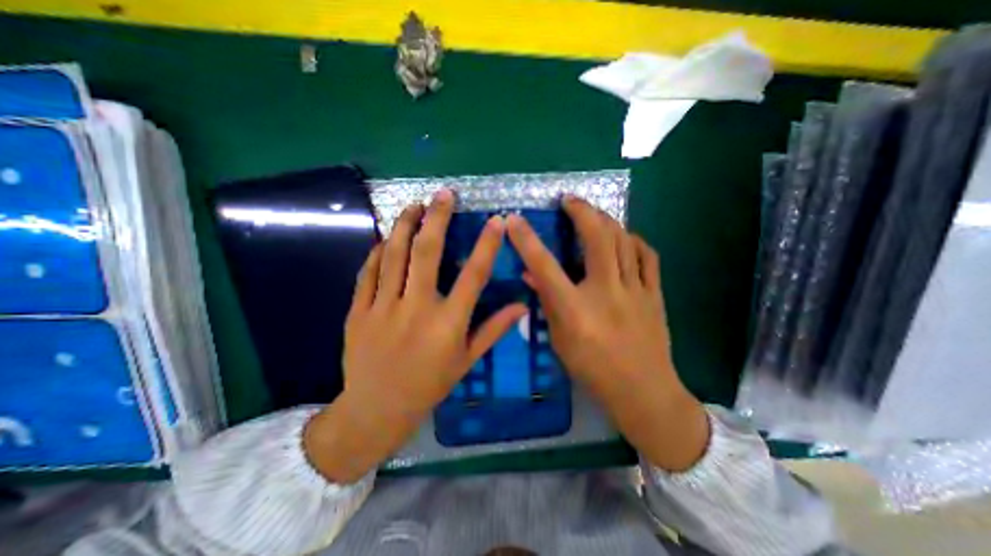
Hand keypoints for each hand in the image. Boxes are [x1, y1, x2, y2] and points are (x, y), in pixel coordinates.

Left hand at [309, 187, 524, 481]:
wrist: (378, 408)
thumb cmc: (429, 384)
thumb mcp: (467, 360)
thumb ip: (493, 329)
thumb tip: (522, 306)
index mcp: (448, 323)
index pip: (473, 275)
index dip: (487, 245)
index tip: (497, 220)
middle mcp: (417, 308)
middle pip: (427, 253)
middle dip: (437, 218)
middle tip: (443, 194)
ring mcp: (383, 307)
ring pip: (393, 255)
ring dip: (404, 225)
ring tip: (414, 205)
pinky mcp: (359, 311)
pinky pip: (368, 272)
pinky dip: (377, 252)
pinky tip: (385, 239)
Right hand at [507, 197, 707, 471]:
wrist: (644, 391)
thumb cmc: (593, 370)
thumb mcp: (560, 339)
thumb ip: (547, 303)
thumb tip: (531, 275)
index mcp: (575, 309)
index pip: (544, 265)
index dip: (526, 240)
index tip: (514, 220)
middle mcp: (606, 292)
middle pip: (596, 238)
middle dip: (581, 210)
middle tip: (569, 199)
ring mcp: (635, 291)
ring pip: (623, 240)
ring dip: (606, 220)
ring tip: (594, 213)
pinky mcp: (655, 294)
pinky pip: (647, 256)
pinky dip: (633, 240)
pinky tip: (624, 238)